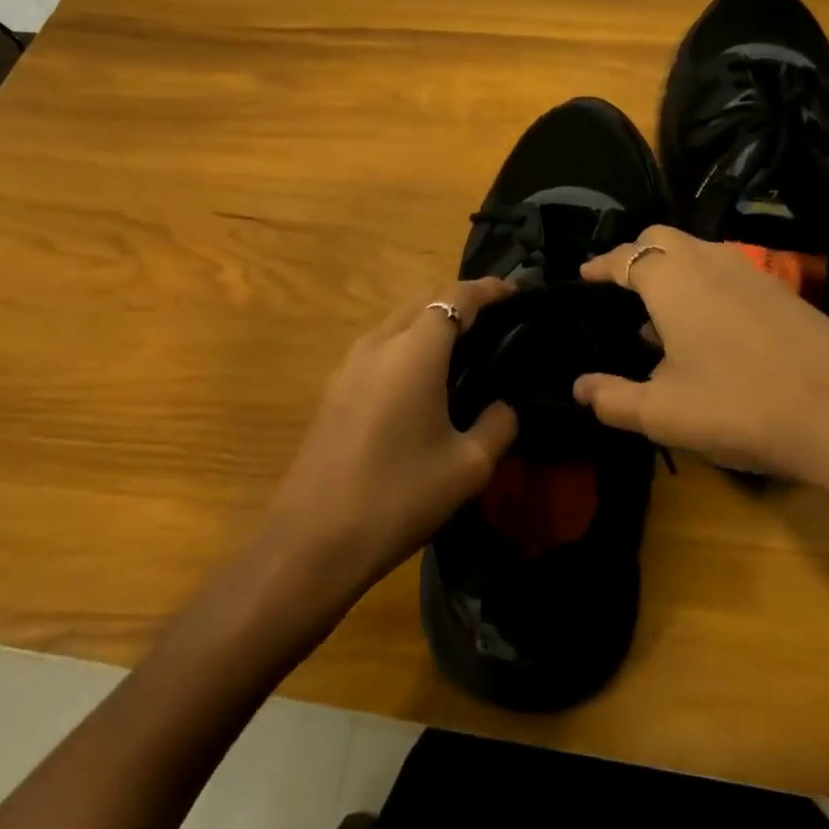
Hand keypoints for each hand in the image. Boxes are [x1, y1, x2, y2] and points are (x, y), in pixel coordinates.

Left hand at [264, 277, 518, 595]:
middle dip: (461, 298)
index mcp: (415, 351)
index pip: (457, 297)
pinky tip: (424, 376)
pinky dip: (409, 342)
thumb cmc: (399, 497)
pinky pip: (380, 344)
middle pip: (424, 298)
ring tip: (464, 345)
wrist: (312, 540)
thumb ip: (499, 424)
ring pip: (398, 319)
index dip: (489, 289)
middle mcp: (379, 342)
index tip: (517, 292)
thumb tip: (504, 405)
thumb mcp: (468, 466)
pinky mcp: (335, 386)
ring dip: (432, 319)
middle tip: (496, 319)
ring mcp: (350, 363)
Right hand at [572, 227, 828, 553]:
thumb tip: (580, 388)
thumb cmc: (740, 406)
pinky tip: (706, 337)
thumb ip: (612, 398)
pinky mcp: (783, 293)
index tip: (582, 276)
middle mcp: (711, 260)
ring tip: (655, 322)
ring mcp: (753, 273)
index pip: (624, 256)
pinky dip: (702, 290)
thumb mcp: (662, 413)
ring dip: (671, 275)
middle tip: (617, 291)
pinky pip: (726, 275)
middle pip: (662, 239)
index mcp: (672, 278)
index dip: (599, 265)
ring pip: (698, 255)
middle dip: (635, 257)